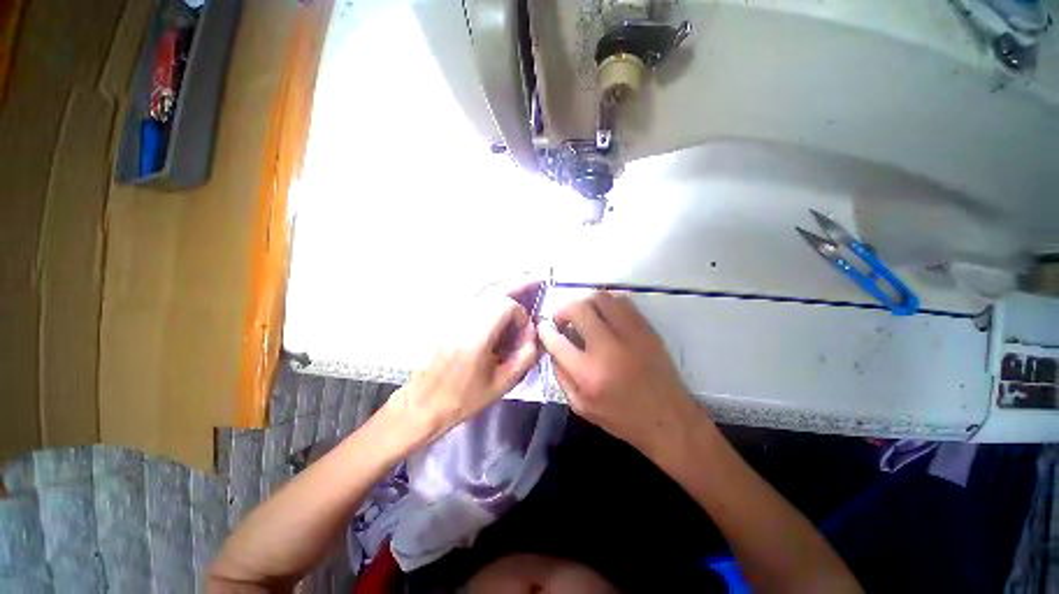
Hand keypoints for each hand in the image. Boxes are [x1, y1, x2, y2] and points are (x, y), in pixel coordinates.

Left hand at [385, 282, 541, 443]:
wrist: (424, 402)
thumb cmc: (464, 398)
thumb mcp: (502, 384)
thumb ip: (525, 357)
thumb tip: (534, 333)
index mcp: (475, 338)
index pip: (504, 306)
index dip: (520, 313)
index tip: (525, 330)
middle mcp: (462, 321)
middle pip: (493, 290)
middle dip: (516, 286)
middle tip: (535, 280)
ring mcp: (451, 317)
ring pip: (482, 291)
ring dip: (504, 288)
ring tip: (522, 284)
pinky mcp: (446, 319)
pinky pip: (473, 299)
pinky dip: (491, 296)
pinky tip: (501, 300)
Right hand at [538, 291, 701, 452]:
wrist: (668, 419)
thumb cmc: (621, 417)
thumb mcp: (581, 406)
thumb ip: (561, 375)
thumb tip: (553, 347)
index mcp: (588, 373)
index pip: (557, 340)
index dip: (545, 330)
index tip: (544, 326)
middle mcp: (608, 348)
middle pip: (578, 308)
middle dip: (563, 309)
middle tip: (564, 319)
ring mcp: (630, 334)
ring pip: (601, 297)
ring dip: (585, 302)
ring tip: (584, 314)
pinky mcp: (646, 329)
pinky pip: (622, 301)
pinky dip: (607, 303)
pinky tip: (605, 315)